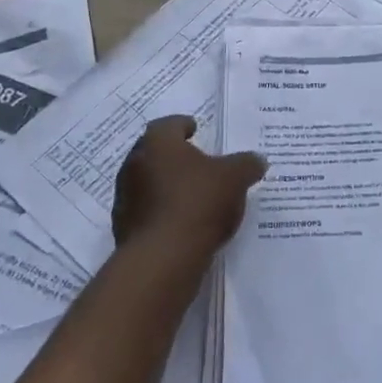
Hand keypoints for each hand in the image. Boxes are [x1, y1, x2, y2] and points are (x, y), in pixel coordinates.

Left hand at [112, 115, 267, 262]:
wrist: (162, 257)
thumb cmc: (198, 202)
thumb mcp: (235, 178)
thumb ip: (247, 164)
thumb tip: (257, 160)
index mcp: (157, 142)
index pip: (169, 124)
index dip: (184, 125)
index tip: (195, 130)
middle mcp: (134, 163)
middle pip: (155, 153)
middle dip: (175, 156)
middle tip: (198, 163)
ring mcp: (125, 196)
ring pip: (149, 182)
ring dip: (167, 185)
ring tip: (193, 195)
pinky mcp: (124, 226)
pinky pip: (147, 211)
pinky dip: (162, 211)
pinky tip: (183, 222)